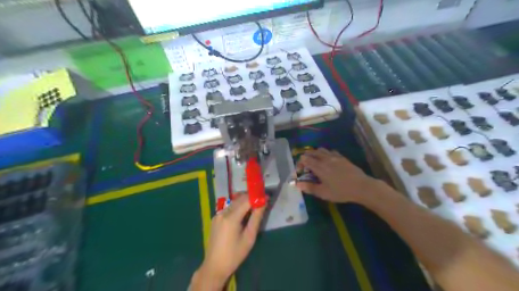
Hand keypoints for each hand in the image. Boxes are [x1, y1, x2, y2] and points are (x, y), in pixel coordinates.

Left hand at [190, 194, 265, 289]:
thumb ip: (256, 218)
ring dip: (245, 201)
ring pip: (234, 202)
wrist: (214, 266)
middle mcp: (223, 212)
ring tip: (255, 207)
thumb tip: (263, 203)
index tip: (266, 197)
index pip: (246, 200)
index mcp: (231, 218)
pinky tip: (244, 214)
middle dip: (251, 197)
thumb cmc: (234, 255)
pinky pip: (229, 208)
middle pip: (239, 199)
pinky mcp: (215, 218)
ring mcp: (217, 215)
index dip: (257, 197)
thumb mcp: (249, 237)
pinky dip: (238, 207)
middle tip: (262, 201)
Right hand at [296, 148, 377, 201]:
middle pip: (311, 152)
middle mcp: (325, 159)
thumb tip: (297, 184)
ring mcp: (334, 157)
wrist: (361, 187)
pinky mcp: (342, 157)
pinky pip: (331, 151)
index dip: (299, 164)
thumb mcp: (323, 193)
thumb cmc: (341, 191)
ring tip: (315, 162)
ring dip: (315, 154)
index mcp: (319, 167)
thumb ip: (309, 188)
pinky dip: (326, 154)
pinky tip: (328, 161)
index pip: (304, 159)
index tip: (300, 172)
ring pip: (321, 150)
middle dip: (306, 157)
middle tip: (305, 166)